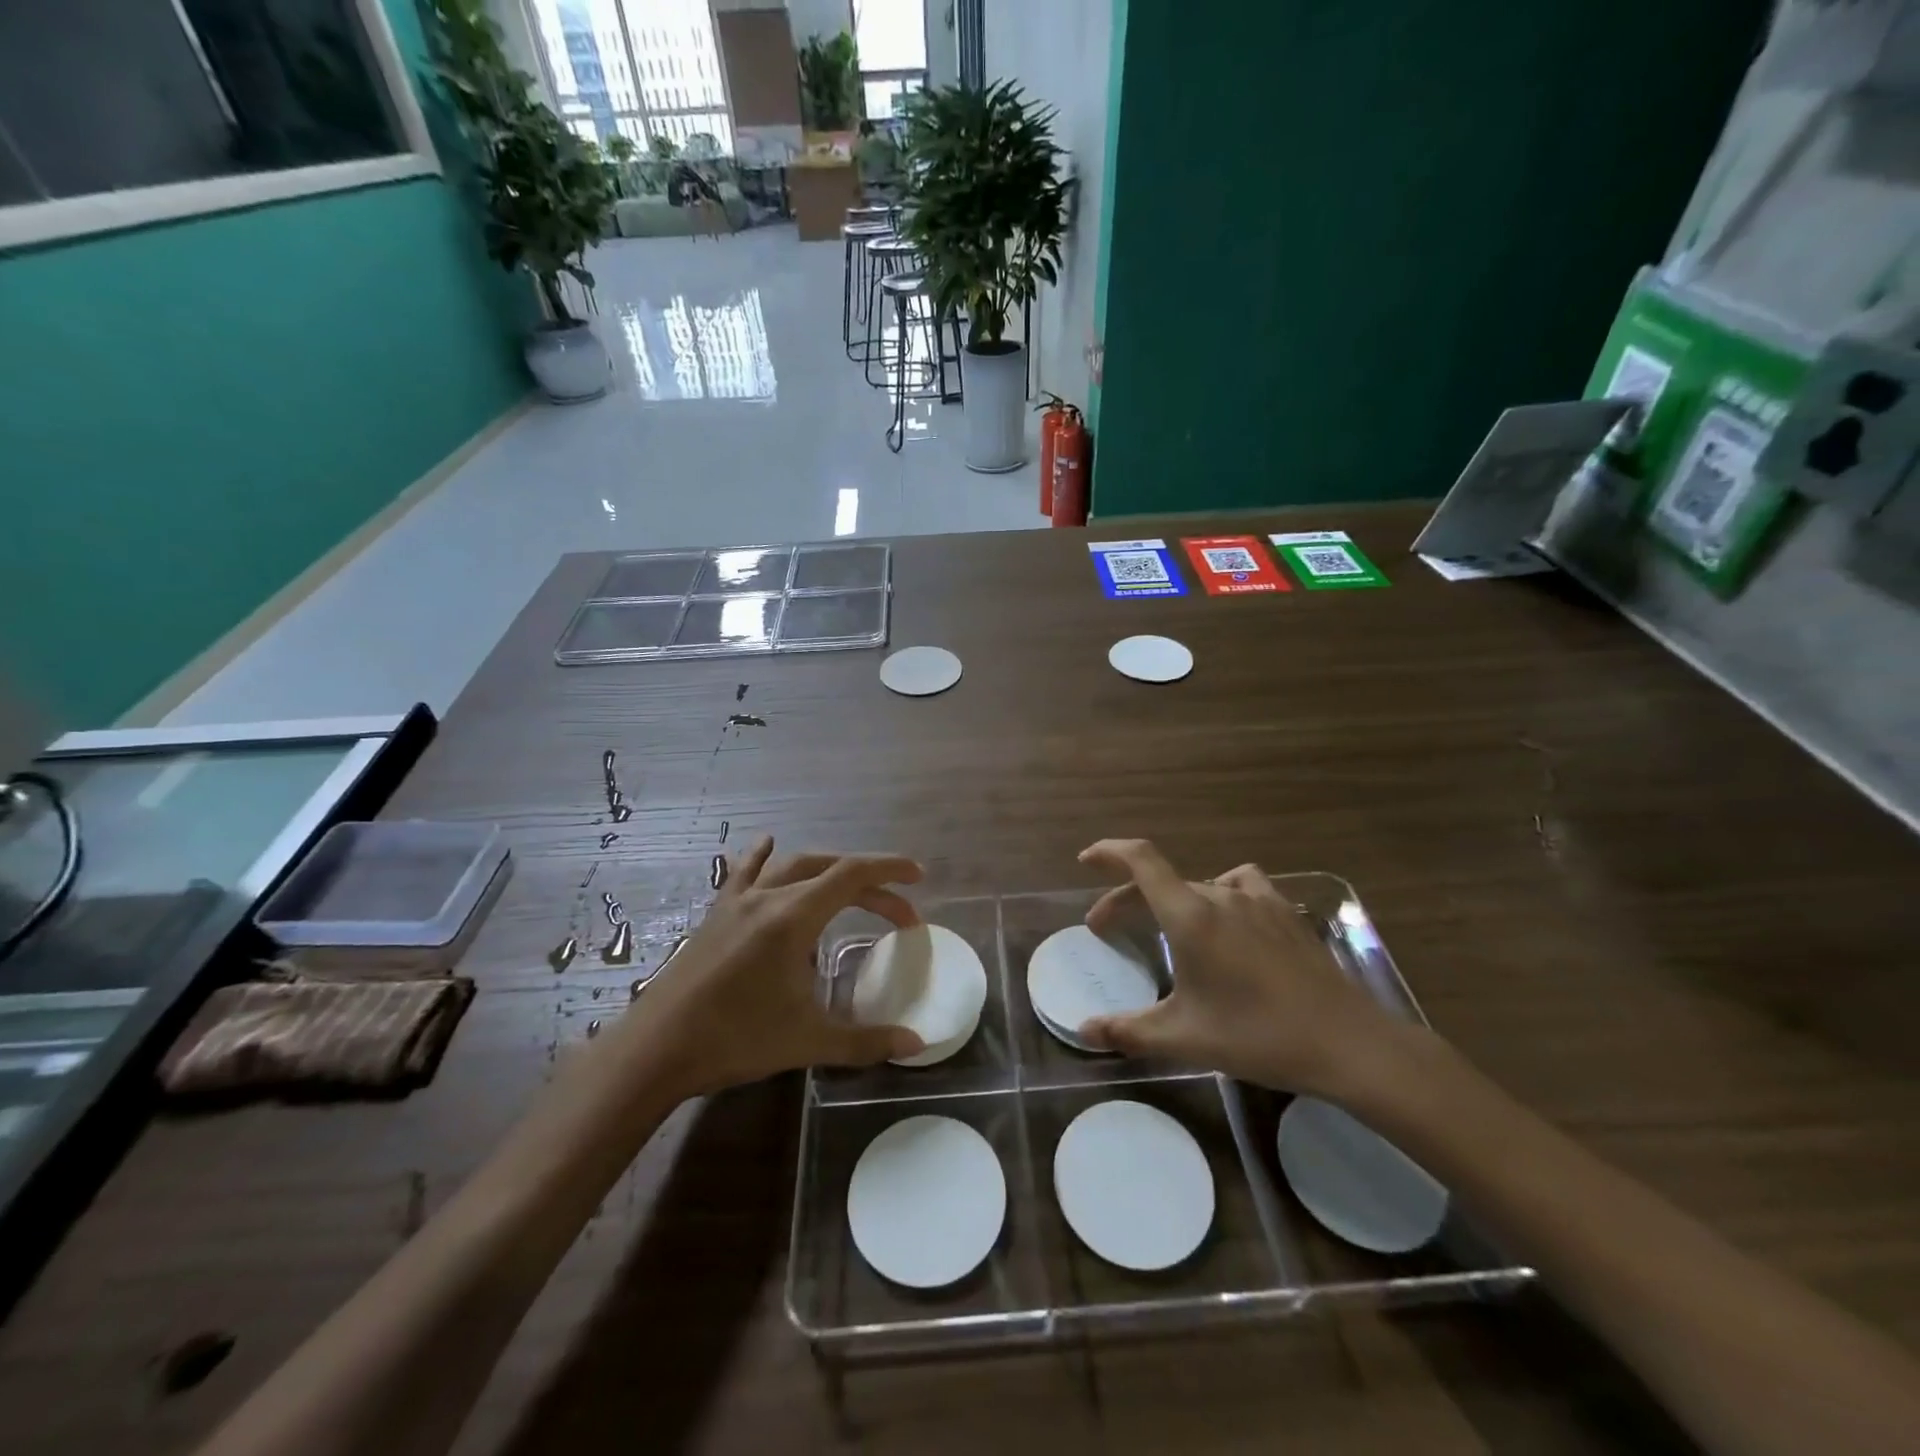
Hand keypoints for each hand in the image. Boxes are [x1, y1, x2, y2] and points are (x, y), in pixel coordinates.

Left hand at [639, 836, 926, 1095]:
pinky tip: (767, 844)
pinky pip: (745, 872)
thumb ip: (866, 1040)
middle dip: (870, 884)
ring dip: (828, 870)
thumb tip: (917, 1044)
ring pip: (791, 865)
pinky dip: (764, 858)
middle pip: (829, 870)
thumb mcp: (808, 1041)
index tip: (918, 877)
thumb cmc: (735, 1039)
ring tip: (852, 888)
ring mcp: (737, 901)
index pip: (852, 874)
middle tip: (897, 913)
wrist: (655, 1049)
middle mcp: (768, 897)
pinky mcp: (716, 914)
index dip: (890, 870)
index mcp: (793, 917)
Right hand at [1076, 839, 1397, 1097]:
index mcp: (1190, 916)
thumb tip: (1083, 1031)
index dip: (1109, 852)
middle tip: (1107, 930)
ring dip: (1171, 899)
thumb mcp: (1185, 1038)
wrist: (1347, 1043)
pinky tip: (1228, 919)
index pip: (1141, 861)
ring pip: (1199, 885)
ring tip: (1166, 926)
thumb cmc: (1257, 1035)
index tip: (1085, 861)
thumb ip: (1128, 1031)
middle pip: (1162, 882)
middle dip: (1127, 900)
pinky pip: (1241, 886)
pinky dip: (1220, 893)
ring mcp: (1258, 900)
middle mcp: (1221, 895)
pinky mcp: (1286, 913)